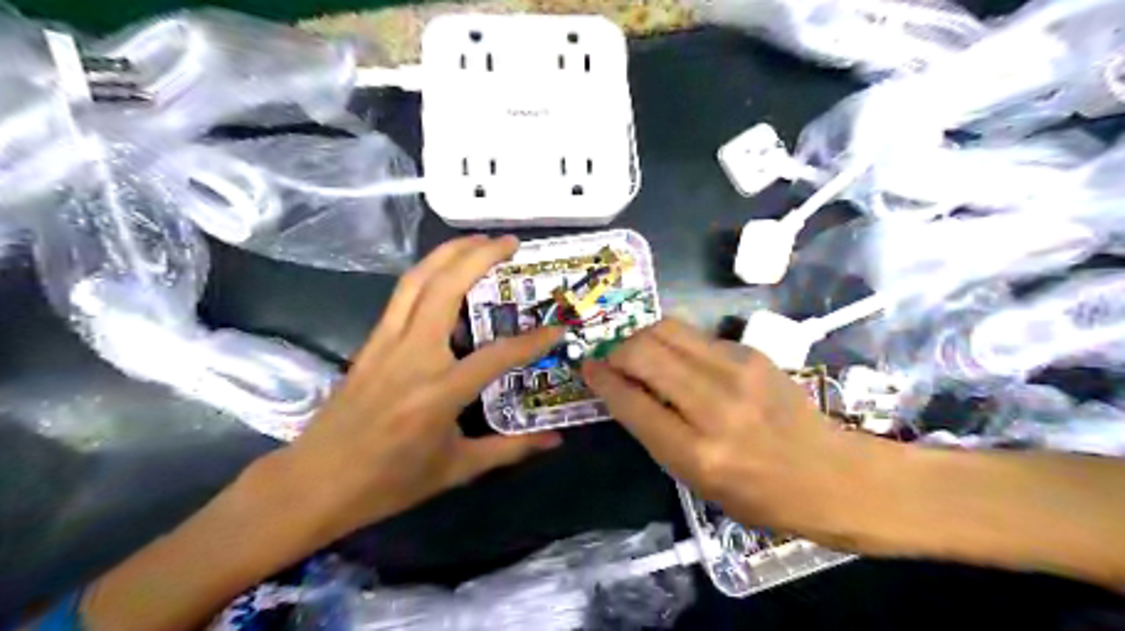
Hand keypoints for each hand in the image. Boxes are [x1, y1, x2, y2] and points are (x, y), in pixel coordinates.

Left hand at [275, 236, 568, 542]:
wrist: (314, 483)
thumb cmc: (389, 483)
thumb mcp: (456, 469)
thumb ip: (510, 449)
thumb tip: (555, 442)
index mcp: (439, 392)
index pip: (498, 354)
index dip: (533, 340)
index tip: (558, 327)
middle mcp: (412, 355)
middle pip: (446, 288)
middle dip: (479, 256)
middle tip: (509, 241)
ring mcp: (386, 343)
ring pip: (416, 281)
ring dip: (448, 253)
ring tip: (477, 239)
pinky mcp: (370, 343)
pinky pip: (401, 296)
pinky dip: (425, 273)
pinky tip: (442, 271)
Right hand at [584, 317, 881, 545]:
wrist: (831, 475)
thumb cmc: (760, 496)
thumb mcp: (697, 482)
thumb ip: (657, 434)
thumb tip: (625, 390)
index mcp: (697, 453)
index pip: (631, 402)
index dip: (601, 380)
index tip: (588, 369)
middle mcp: (714, 406)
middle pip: (644, 353)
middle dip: (617, 351)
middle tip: (612, 360)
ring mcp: (737, 372)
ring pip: (666, 330)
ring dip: (642, 337)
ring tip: (640, 352)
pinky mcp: (753, 353)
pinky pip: (696, 335)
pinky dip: (675, 342)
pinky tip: (679, 359)